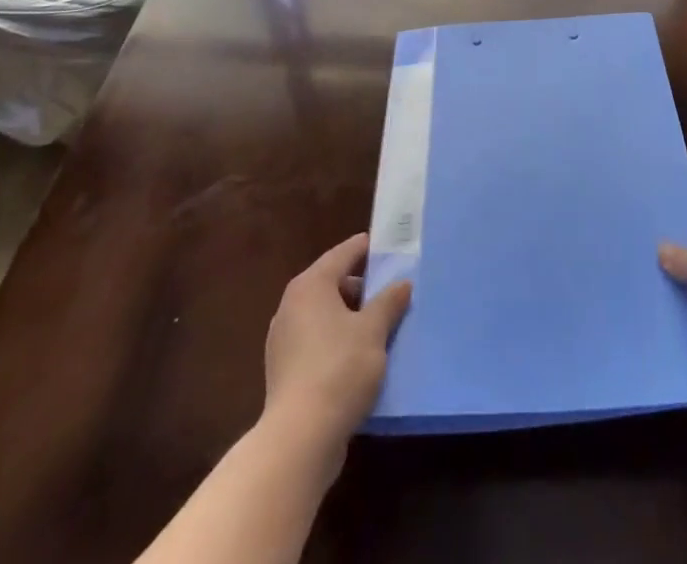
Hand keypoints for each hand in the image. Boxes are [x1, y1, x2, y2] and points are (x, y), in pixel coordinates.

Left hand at [263, 233, 411, 456]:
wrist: (299, 439)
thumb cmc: (339, 369)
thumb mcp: (373, 330)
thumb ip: (389, 301)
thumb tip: (402, 283)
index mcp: (311, 285)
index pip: (343, 253)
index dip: (367, 248)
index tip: (389, 247)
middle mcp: (291, 305)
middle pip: (333, 283)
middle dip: (362, 287)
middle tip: (392, 292)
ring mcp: (284, 339)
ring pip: (325, 315)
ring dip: (351, 317)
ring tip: (381, 326)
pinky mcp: (284, 371)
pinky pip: (317, 342)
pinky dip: (337, 341)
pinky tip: (359, 358)